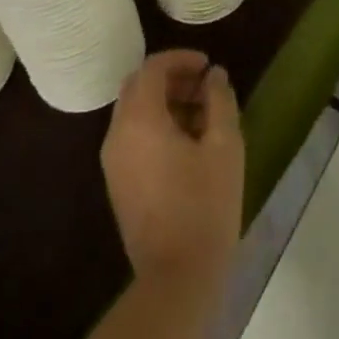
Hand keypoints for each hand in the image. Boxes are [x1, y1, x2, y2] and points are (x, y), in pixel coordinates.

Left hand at [101, 50, 243, 291]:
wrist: (176, 279)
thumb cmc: (205, 205)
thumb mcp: (224, 146)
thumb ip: (220, 101)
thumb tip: (214, 76)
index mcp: (140, 120)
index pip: (152, 68)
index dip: (181, 59)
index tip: (208, 67)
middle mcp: (118, 135)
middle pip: (138, 87)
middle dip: (172, 78)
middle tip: (206, 88)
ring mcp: (114, 162)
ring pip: (134, 112)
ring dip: (165, 102)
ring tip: (204, 116)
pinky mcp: (118, 184)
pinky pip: (133, 136)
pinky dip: (156, 125)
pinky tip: (189, 144)